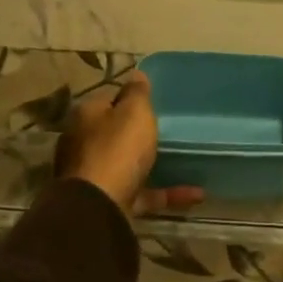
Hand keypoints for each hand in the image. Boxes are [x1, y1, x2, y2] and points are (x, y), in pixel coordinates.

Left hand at [55, 73, 202, 217]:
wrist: (99, 207)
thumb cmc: (117, 149)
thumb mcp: (134, 112)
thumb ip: (137, 93)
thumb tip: (136, 74)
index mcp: (87, 117)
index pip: (108, 98)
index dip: (130, 97)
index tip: (155, 100)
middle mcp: (85, 144)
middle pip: (115, 132)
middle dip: (138, 132)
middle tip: (170, 129)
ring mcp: (96, 176)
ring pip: (128, 164)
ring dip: (154, 164)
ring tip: (185, 159)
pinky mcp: (111, 202)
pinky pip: (145, 194)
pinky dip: (169, 193)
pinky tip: (197, 193)